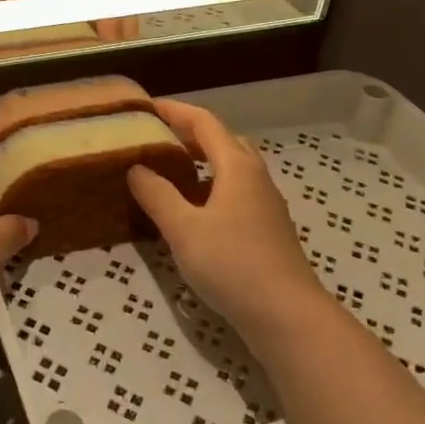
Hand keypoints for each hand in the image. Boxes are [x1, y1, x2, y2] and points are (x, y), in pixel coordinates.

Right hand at [126, 100, 321, 345]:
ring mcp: (265, 205)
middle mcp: (255, 177)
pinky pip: (235, 193)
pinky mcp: (267, 230)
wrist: (288, 317)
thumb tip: (136, 168)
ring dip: (202, 162)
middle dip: (190, 134)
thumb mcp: (183, 228)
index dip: (175, 111)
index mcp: (237, 166)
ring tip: (169, 172)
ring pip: (231, 169)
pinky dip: (211, 188)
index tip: (147, 107)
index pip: (204, 122)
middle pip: (223, 141)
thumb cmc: (233, 264)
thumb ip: (156, 194)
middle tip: (157, 138)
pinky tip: (192, 212)